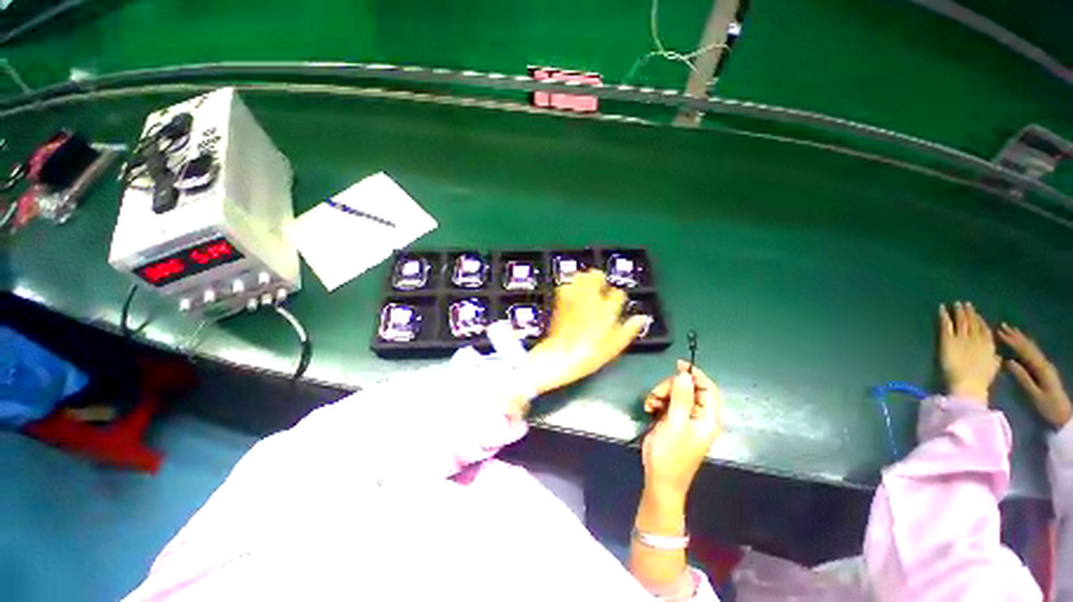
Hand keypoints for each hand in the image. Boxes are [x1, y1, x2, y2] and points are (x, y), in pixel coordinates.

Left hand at [528, 270, 649, 394]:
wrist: (561, 355)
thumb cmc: (591, 353)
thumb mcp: (615, 346)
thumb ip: (629, 329)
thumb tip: (642, 318)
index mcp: (608, 308)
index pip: (618, 293)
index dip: (618, 298)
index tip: (616, 304)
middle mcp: (591, 298)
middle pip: (597, 275)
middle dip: (600, 280)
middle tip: (600, 290)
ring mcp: (574, 297)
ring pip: (581, 276)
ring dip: (585, 280)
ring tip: (586, 290)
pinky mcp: (560, 300)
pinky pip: (566, 286)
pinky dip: (570, 287)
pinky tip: (572, 296)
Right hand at [640, 361, 721, 500]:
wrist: (659, 479)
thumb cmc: (671, 455)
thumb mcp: (676, 425)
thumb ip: (681, 399)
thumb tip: (684, 375)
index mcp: (708, 418)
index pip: (708, 389)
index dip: (696, 375)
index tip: (679, 364)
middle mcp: (698, 416)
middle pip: (688, 388)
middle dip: (670, 387)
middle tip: (656, 394)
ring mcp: (684, 418)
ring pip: (674, 393)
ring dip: (660, 394)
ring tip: (650, 404)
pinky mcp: (671, 420)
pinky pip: (665, 401)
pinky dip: (656, 401)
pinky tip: (648, 407)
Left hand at [938, 302, 1000, 404]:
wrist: (968, 384)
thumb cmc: (980, 381)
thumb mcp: (993, 369)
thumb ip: (995, 360)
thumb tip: (999, 356)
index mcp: (988, 346)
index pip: (984, 329)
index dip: (980, 321)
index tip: (977, 314)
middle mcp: (976, 339)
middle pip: (972, 323)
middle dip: (969, 313)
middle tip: (965, 303)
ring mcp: (962, 338)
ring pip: (960, 321)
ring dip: (958, 312)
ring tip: (955, 303)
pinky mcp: (948, 340)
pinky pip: (946, 325)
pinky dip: (943, 316)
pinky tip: (941, 308)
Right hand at [998, 324, 1071, 428]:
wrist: (1063, 415)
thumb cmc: (1047, 406)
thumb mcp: (1034, 394)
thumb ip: (1022, 378)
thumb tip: (1008, 361)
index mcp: (1040, 368)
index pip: (1024, 350)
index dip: (1012, 341)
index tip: (999, 332)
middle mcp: (1044, 364)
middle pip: (1029, 347)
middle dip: (1016, 336)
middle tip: (1002, 326)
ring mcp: (1045, 367)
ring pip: (1032, 349)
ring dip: (1021, 339)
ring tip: (1011, 330)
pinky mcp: (1044, 370)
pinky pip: (1033, 354)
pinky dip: (1026, 346)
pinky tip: (1022, 344)